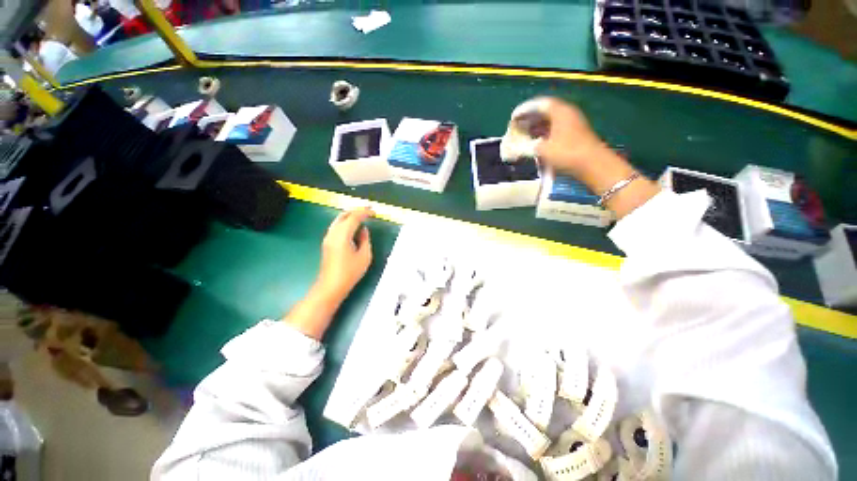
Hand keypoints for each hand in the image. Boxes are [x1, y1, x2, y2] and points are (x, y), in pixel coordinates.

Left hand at [315, 207, 373, 300]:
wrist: (331, 286)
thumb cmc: (349, 272)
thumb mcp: (364, 256)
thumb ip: (365, 240)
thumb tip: (363, 230)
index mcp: (342, 235)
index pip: (354, 217)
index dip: (364, 212)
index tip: (373, 211)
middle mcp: (333, 233)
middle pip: (343, 215)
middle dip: (356, 211)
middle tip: (368, 210)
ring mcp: (328, 238)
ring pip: (338, 220)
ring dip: (350, 215)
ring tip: (362, 216)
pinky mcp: (327, 243)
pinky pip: (336, 226)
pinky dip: (345, 222)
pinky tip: (352, 226)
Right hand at [519, 97, 659, 218]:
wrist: (593, 165)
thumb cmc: (567, 154)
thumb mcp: (543, 150)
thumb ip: (526, 147)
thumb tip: (514, 148)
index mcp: (559, 112)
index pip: (539, 104)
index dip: (524, 110)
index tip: (513, 118)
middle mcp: (567, 113)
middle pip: (545, 111)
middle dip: (529, 118)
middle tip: (517, 126)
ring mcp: (572, 123)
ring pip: (550, 120)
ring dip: (536, 126)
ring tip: (524, 134)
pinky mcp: (574, 134)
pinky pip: (555, 128)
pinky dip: (544, 133)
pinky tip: (537, 142)